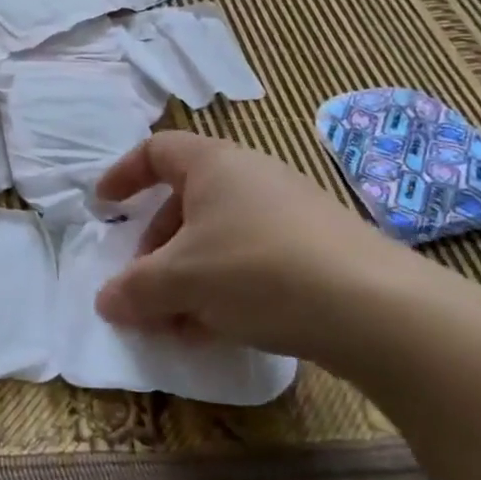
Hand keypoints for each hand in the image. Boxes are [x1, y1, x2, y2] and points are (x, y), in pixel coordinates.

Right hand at [94, 132, 433, 362]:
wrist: (375, 308)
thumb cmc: (258, 270)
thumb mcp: (182, 280)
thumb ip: (136, 288)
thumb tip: (105, 300)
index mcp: (214, 164)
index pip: (157, 150)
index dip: (124, 174)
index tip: (104, 206)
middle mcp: (251, 176)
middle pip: (186, 200)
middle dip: (156, 244)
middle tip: (144, 285)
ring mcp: (289, 210)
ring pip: (219, 234)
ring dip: (189, 273)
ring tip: (179, 319)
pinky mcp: (318, 247)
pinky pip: (252, 257)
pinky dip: (225, 285)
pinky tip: (222, 328)